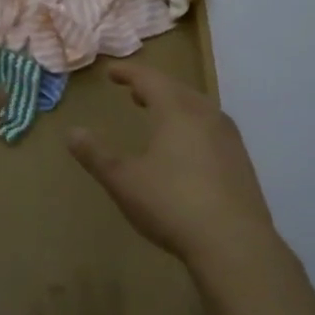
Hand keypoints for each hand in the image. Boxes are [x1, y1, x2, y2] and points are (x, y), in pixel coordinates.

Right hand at [67, 64, 279, 266]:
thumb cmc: (171, 204)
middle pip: (178, 89)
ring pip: (199, 108)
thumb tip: (72, 132)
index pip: (150, 79)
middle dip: (154, 86)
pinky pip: (213, 128)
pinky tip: (189, 147)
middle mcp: (206, 115)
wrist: (233, 242)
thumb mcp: (124, 181)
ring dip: (176, 104)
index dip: (129, 73)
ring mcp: (229, 138)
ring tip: (160, 114)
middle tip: (134, 90)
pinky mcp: (242, 161)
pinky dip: (193, 124)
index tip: (112, 72)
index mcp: (176, 111)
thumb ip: (97, 155)